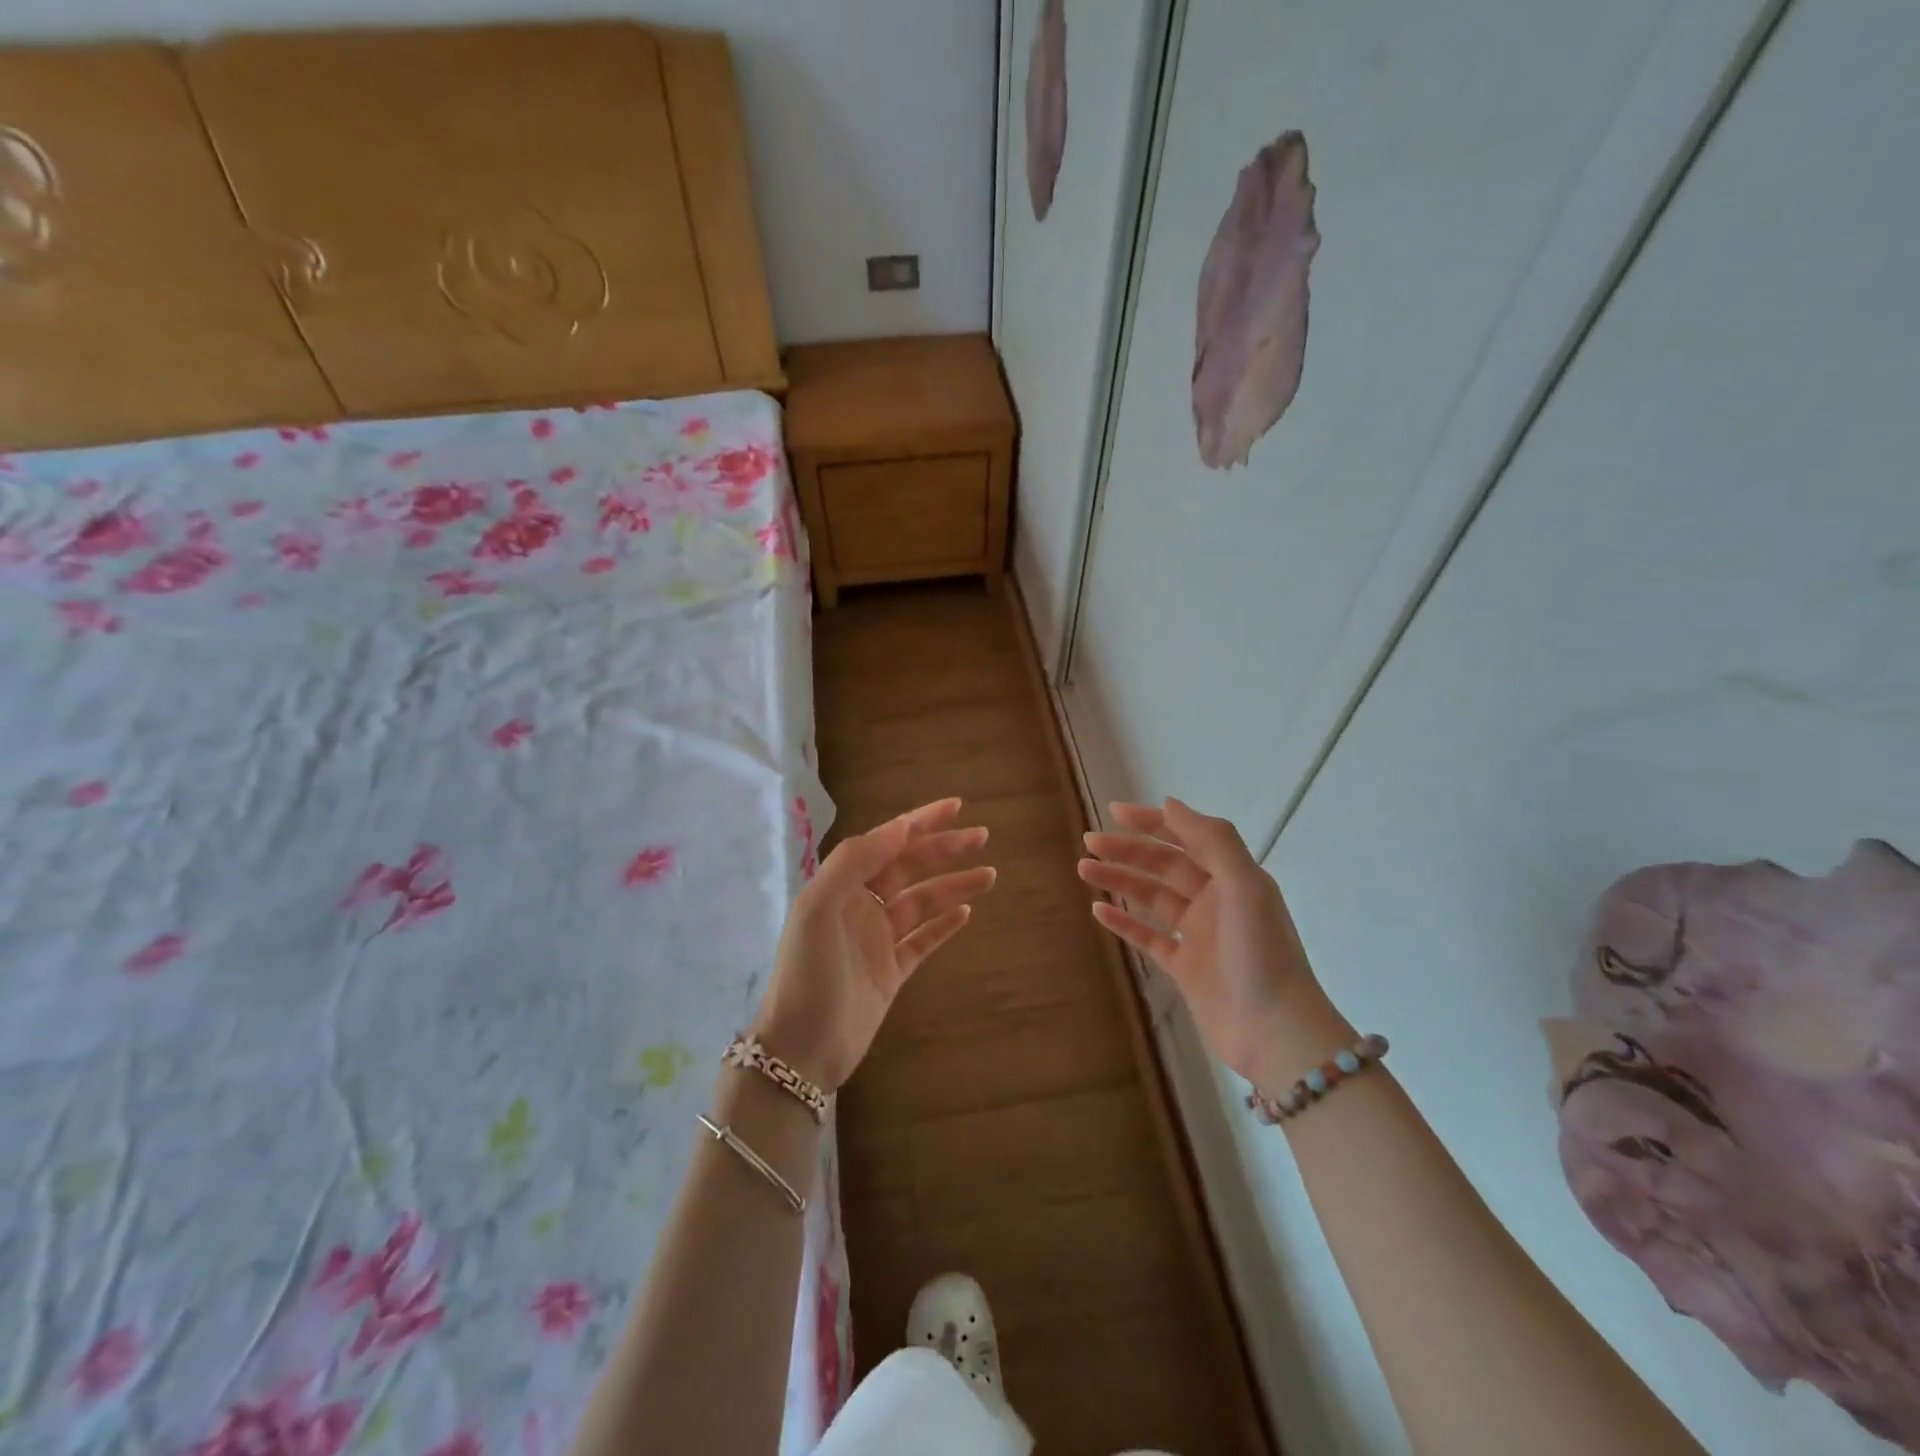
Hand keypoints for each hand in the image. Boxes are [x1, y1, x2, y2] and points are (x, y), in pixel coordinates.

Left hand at [752, 798, 993, 1091]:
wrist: (802, 1051)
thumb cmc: (808, 975)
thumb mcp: (818, 909)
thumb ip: (853, 862)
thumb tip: (897, 828)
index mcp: (841, 887)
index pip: (886, 843)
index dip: (919, 822)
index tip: (955, 806)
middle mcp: (860, 906)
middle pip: (909, 867)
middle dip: (944, 849)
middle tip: (982, 836)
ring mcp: (877, 940)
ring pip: (923, 902)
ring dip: (954, 885)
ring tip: (989, 874)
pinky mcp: (892, 972)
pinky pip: (924, 939)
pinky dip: (944, 924)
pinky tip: (966, 912)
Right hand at [1079, 798, 1351, 1090]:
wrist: (1275, 1033)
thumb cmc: (1260, 954)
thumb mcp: (1245, 887)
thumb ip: (1213, 841)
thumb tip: (1170, 804)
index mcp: (1233, 877)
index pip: (1187, 837)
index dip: (1153, 822)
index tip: (1115, 813)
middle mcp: (1215, 900)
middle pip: (1164, 865)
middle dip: (1127, 850)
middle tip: (1089, 843)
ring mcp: (1198, 935)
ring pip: (1152, 897)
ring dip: (1119, 880)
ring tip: (1083, 870)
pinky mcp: (1185, 968)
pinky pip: (1148, 937)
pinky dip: (1124, 922)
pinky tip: (1098, 910)